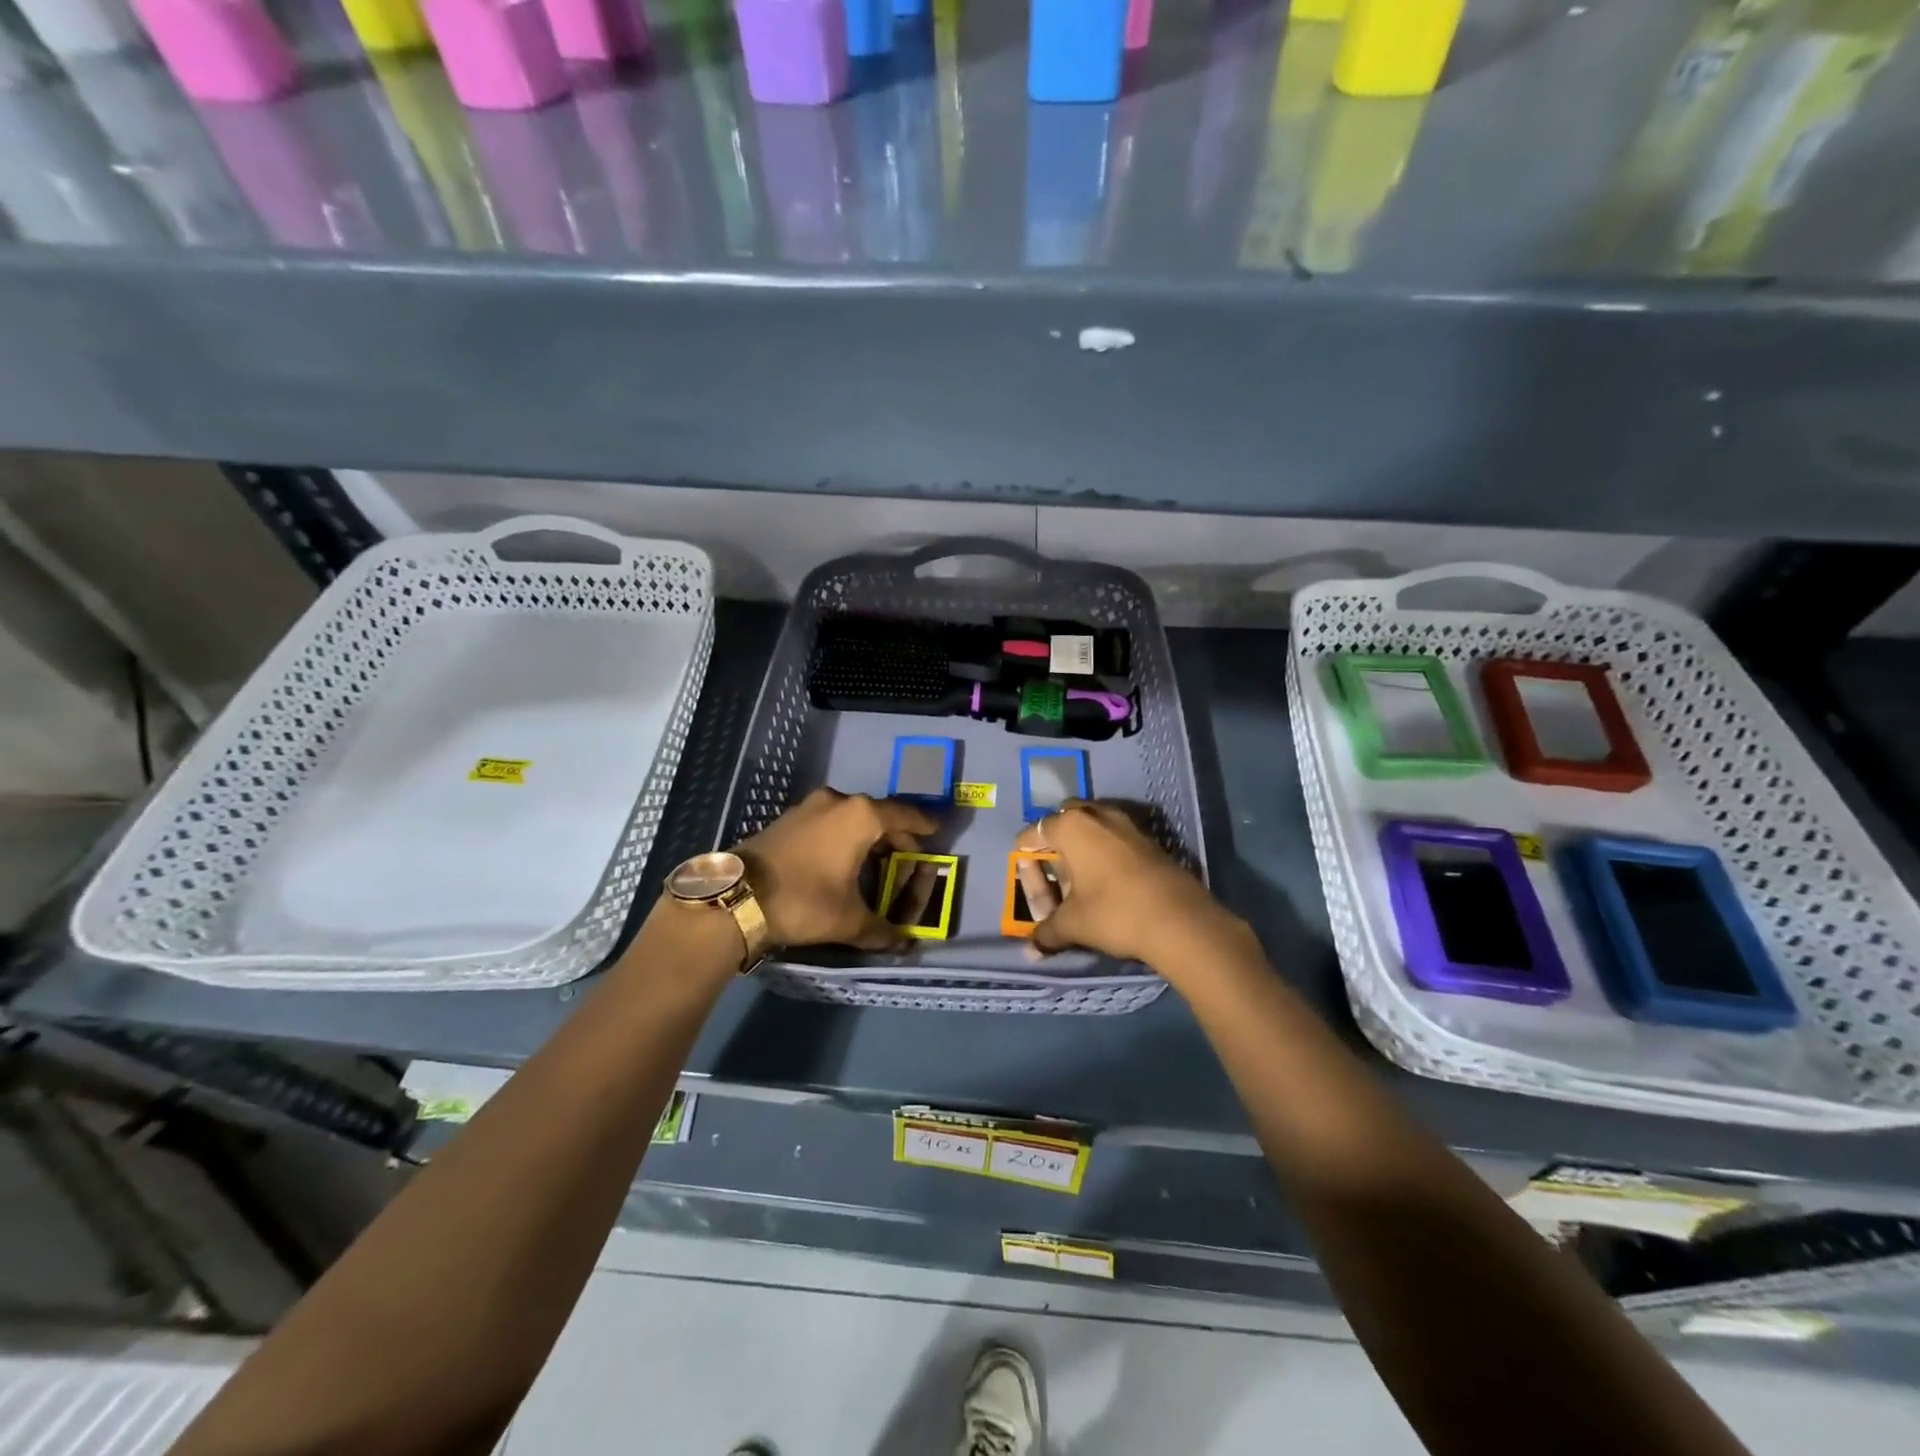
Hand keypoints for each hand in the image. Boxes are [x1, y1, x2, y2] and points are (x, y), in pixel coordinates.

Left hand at [734, 788, 937, 950]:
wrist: (736, 897)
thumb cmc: (804, 900)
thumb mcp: (848, 920)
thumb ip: (882, 930)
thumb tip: (904, 944)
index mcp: (861, 816)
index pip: (904, 816)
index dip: (923, 826)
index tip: (936, 833)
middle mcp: (838, 801)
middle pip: (879, 815)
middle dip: (896, 836)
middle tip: (908, 858)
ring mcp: (810, 807)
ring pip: (851, 816)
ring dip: (867, 836)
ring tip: (876, 861)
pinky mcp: (789, 818)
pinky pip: (829, 821)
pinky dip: (843, 835)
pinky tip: (842, 858)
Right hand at [1014, 800, 1236, 971]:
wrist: (1180, 920)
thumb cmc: (1113, 913)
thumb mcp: (1072, 925)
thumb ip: (1046, 932)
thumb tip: (1029, 949)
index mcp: (1070, 826)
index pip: (1033, 833)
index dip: (1024, 857)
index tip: (1026, 879)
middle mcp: (1096, 814)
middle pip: (1064, 819)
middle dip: (1054, 841)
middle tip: (1052, 872)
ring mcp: (1126, 823)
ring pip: (1093, 824)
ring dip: (1082, 843)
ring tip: (1080, 876)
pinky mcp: (1149, 838)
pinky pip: (1116, 835)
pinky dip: (1106, 850)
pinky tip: (1108, 880)